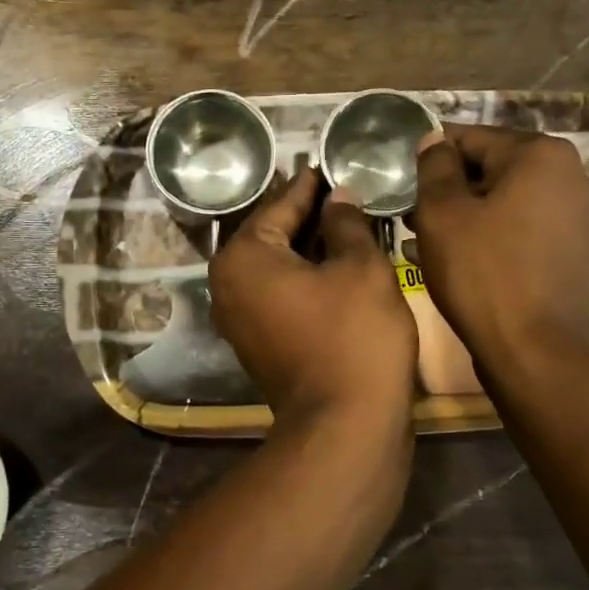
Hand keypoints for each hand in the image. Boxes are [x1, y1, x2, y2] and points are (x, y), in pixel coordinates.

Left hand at [208, 169, 416, 423]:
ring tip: (348, 222)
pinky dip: (305, 278)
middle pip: (272, 236)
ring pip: (277, 268)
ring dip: (310, 247)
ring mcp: (239, 320)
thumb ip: (346, 223)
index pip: (279, 205)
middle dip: (308, 215)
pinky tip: (338, 265)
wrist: (345, 426)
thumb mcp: (360, 267)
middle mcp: (228, 286)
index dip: (310, 184)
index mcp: (242, 258)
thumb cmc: (353, 336)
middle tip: (344, 191)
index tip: (328, 164)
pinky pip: (280, 295)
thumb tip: (338, 197)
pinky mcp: (258, 344)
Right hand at [410, 125, 588, 367]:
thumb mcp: (442, 213)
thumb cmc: (482, 273)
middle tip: (409, 216)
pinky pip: (520, 229)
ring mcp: (577, 215)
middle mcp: (570, 175)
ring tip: (422, 240)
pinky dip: (489, 236)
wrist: (535, 350)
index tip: (400, 180)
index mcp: (541, 154)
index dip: (429, 157)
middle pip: (491, 169)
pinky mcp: (573, 250)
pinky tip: (454, 259)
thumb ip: (434, 166)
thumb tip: (434, 139)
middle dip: (448, 189)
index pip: (470, 138)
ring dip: (464, 215)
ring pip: (504, 202)